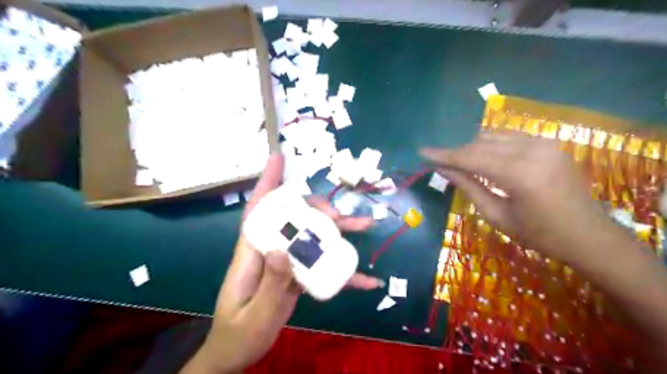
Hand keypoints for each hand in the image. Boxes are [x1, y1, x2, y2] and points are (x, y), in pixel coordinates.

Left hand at [182, 154, 382, 372]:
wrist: (237, 352)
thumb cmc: (239, 333)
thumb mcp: (255, 314)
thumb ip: (270, 284)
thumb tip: (281, 250)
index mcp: (252, 254)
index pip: (258, 212)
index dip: (267, 184)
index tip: (279, 159)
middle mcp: (271, 250)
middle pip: (295, 220)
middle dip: (319, 210)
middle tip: (341, 215)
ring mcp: (286, 262)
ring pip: (313, 238)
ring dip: (339, 233)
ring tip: (366, 225)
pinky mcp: (297, 275)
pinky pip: (321, 266)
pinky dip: (343, 272)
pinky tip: (367, 278)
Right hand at [421, 133, 613, 264]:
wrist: (588, 235)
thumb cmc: (539, 234)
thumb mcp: (496, 215)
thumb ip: (468, 187)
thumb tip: (443, 170)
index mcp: (518, 174)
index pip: (470, 157)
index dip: (443, 155)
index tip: (422, 153)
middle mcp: (531, 150)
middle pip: (479, 144)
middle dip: (456, 153)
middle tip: (439, 163)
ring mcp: (543, 143)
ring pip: (493, 136)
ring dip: (473, 148)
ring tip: (462, 164)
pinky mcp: (549, 143)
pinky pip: (509, 137)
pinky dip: (491, 145)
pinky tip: (486, 159)